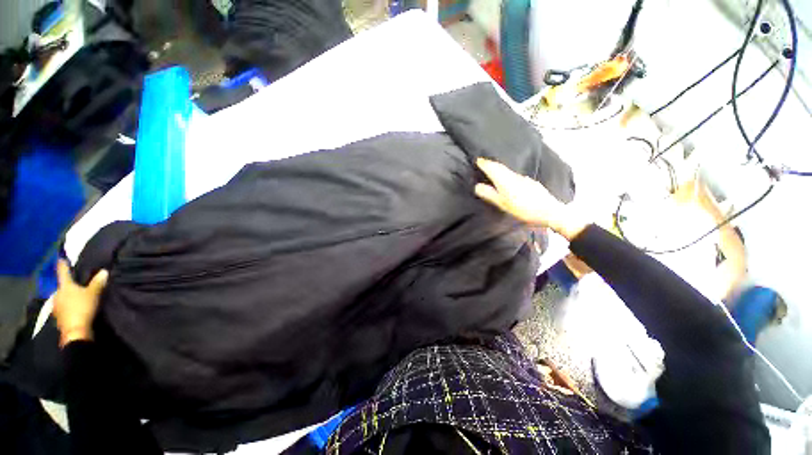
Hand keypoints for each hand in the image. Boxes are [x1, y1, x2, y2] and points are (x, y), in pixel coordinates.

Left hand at [53, 260, 107, 347]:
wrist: (75, 331)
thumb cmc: (82, 308)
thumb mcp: (93, 294)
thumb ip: (97, 283)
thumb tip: (104, 271)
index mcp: (64, 286)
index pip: (63, 272)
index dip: (63, 265)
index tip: (61, 258)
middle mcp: (57, 293)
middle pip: (62, 287)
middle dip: (67, 286)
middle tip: (74, 284)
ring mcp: (56, 306)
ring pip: (61, 297)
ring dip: (67, 297)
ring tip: (75, 297)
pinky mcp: (58, 316)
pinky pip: (63, 307)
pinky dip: (67, 306)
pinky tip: (73, 308)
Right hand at [474, 158, 586, 239]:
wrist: (549, 211)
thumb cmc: (523, 209)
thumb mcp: (502, 204)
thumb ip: (489, 194)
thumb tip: (477, 186)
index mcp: (505, 180)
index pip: (493, 168)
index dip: (484, 163)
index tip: (478, 160)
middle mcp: (514, 176)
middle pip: (501, 167)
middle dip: (491, 164)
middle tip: (484, 163)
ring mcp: (523, 178)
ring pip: (508, 170)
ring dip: (500, 168)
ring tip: (494, 170)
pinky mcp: (530, 182)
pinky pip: (515, 175)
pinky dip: (508, 174)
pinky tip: (509, 179)